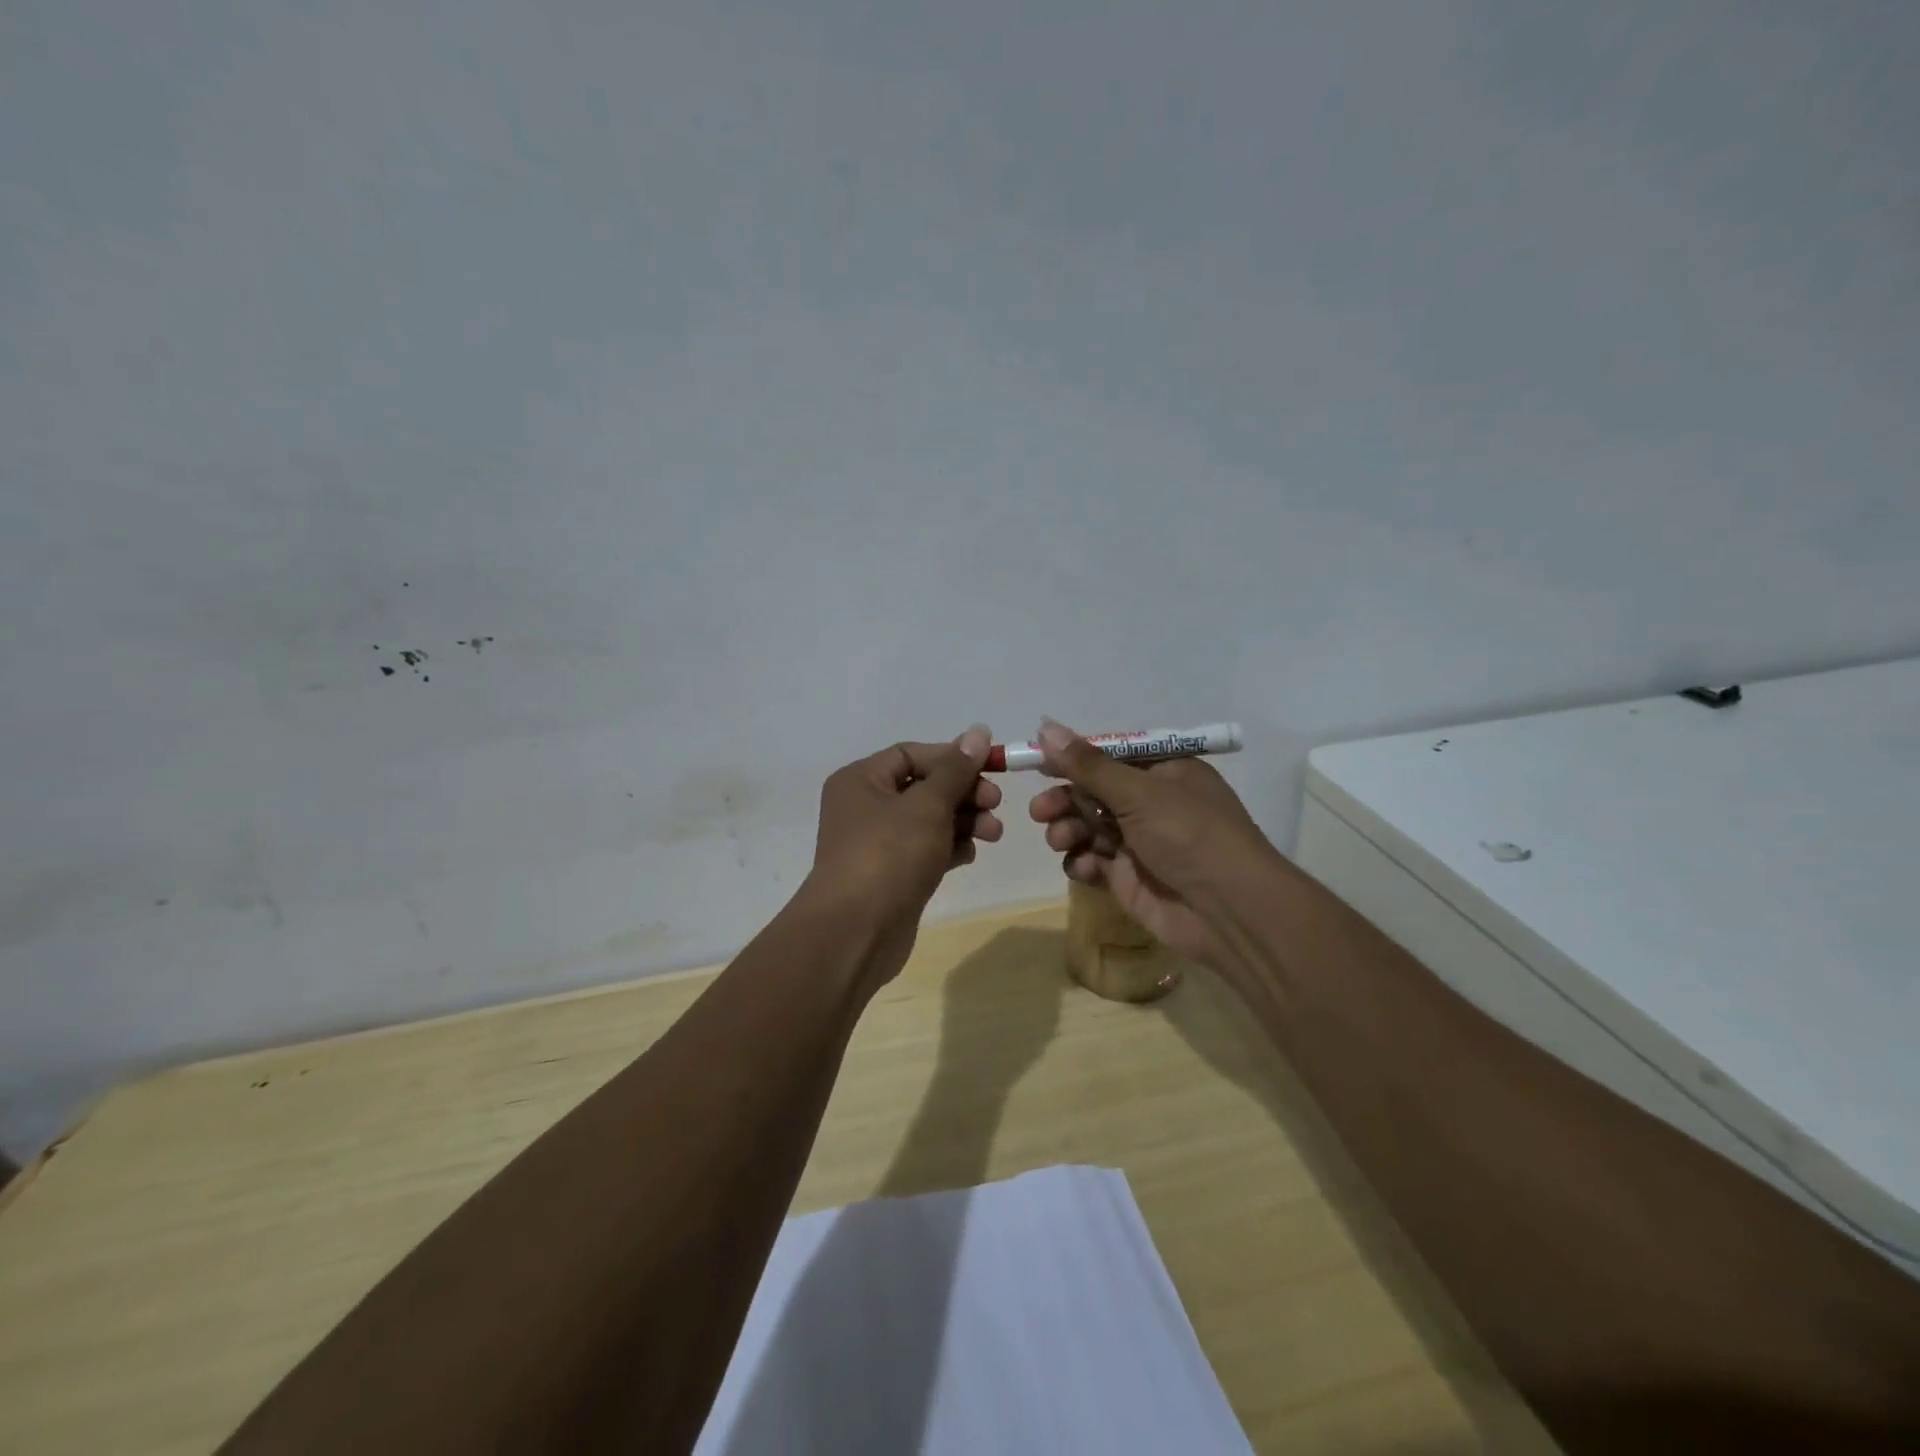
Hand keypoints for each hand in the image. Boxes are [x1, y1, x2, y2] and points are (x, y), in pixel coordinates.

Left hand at [803, 725, 1002, 981]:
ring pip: (928, 820)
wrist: (856, 933)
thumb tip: (979, 731)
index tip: (991, 768)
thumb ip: (956, 769)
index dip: (953, 757)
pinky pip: (926, 849)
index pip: (912, 753)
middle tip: (995, 804)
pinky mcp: (892, 875)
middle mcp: (865, 807)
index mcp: (861, 780)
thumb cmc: (889, 855)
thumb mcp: (927, 805)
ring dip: (963, 820)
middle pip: (924, 786)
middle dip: (963, 793)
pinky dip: (950, 847)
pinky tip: (970, 853)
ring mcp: (877, 843)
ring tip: (993, 833)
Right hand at [1026, 718, 1277, 972]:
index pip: (1110, 756)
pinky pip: (1094, 861)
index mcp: (1165, 772)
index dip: (1074, 759)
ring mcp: (1140, 843)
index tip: (1038, 763)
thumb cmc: (1190, 836)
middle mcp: (1152, 804)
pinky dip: (1083, 862)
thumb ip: (1088, 765)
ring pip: (1088, 827)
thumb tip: (1045, 727)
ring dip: (1068, 830)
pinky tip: (1085, 868)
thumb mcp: (1139, 793)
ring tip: (1060, 840)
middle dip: (1065, 799)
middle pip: (1094, 792)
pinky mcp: (1130, 878)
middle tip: (1040, 811)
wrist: (1230, 912)